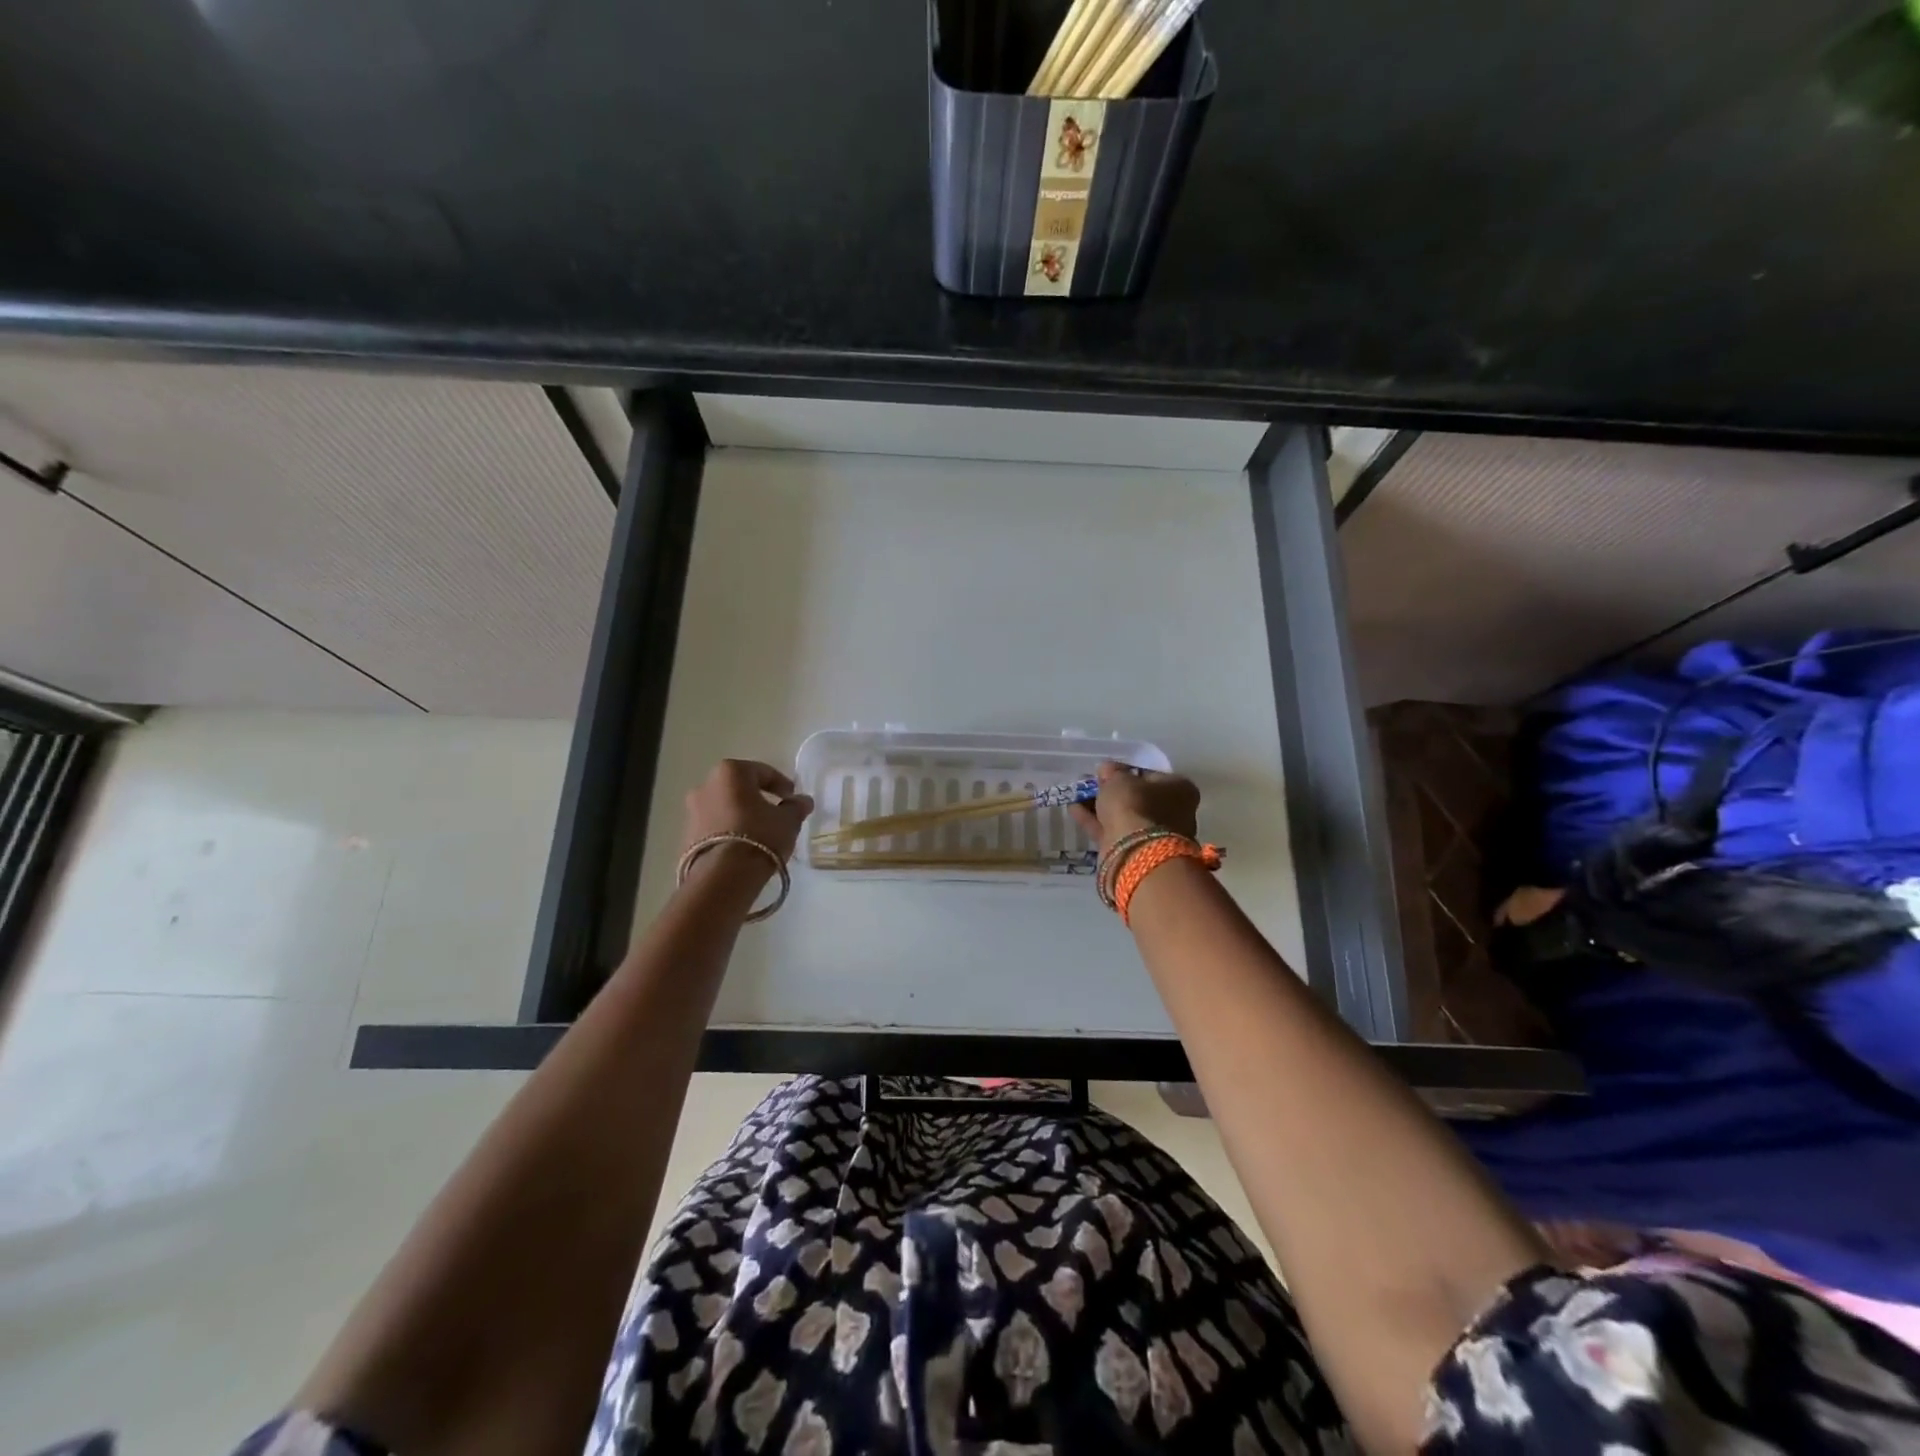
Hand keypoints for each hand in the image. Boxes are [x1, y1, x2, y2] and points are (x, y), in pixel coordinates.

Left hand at [682, 760, 814, 872]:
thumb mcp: (788, 821)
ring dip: (740, 816)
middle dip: (757, 799)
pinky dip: (728, 832)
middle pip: (739, 788)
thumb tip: (802, 801)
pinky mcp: (686, 836)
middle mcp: (705, 785)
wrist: (723, 877)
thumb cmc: (760, 836)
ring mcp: (691, 811)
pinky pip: (714, 827)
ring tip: (759, 835)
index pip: (763, 772)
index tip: (793, 799)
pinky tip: (743, 848)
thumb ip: (796, 807)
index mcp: (730, 772)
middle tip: (775, 814)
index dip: (782, 785)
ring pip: (724, 808)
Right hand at [1069, 760, 1199, 853]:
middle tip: (1091, 784)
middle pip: (1138, 797)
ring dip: (1101, 806)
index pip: (1150, 775)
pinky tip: (1074, 809)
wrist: (1136, 852)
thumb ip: (1113, 772)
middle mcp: (1173, 812)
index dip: (1126, 771)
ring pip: (1124, 816)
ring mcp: (1155, 834)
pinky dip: (1094, 820)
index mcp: (1179, 789)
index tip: (1105, 771)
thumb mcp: (1119, 779)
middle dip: (1113, 792)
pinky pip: (1113, 830)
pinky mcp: (1136, 851)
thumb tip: (1107, 769)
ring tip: (1077, 795)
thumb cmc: (1135, 805)